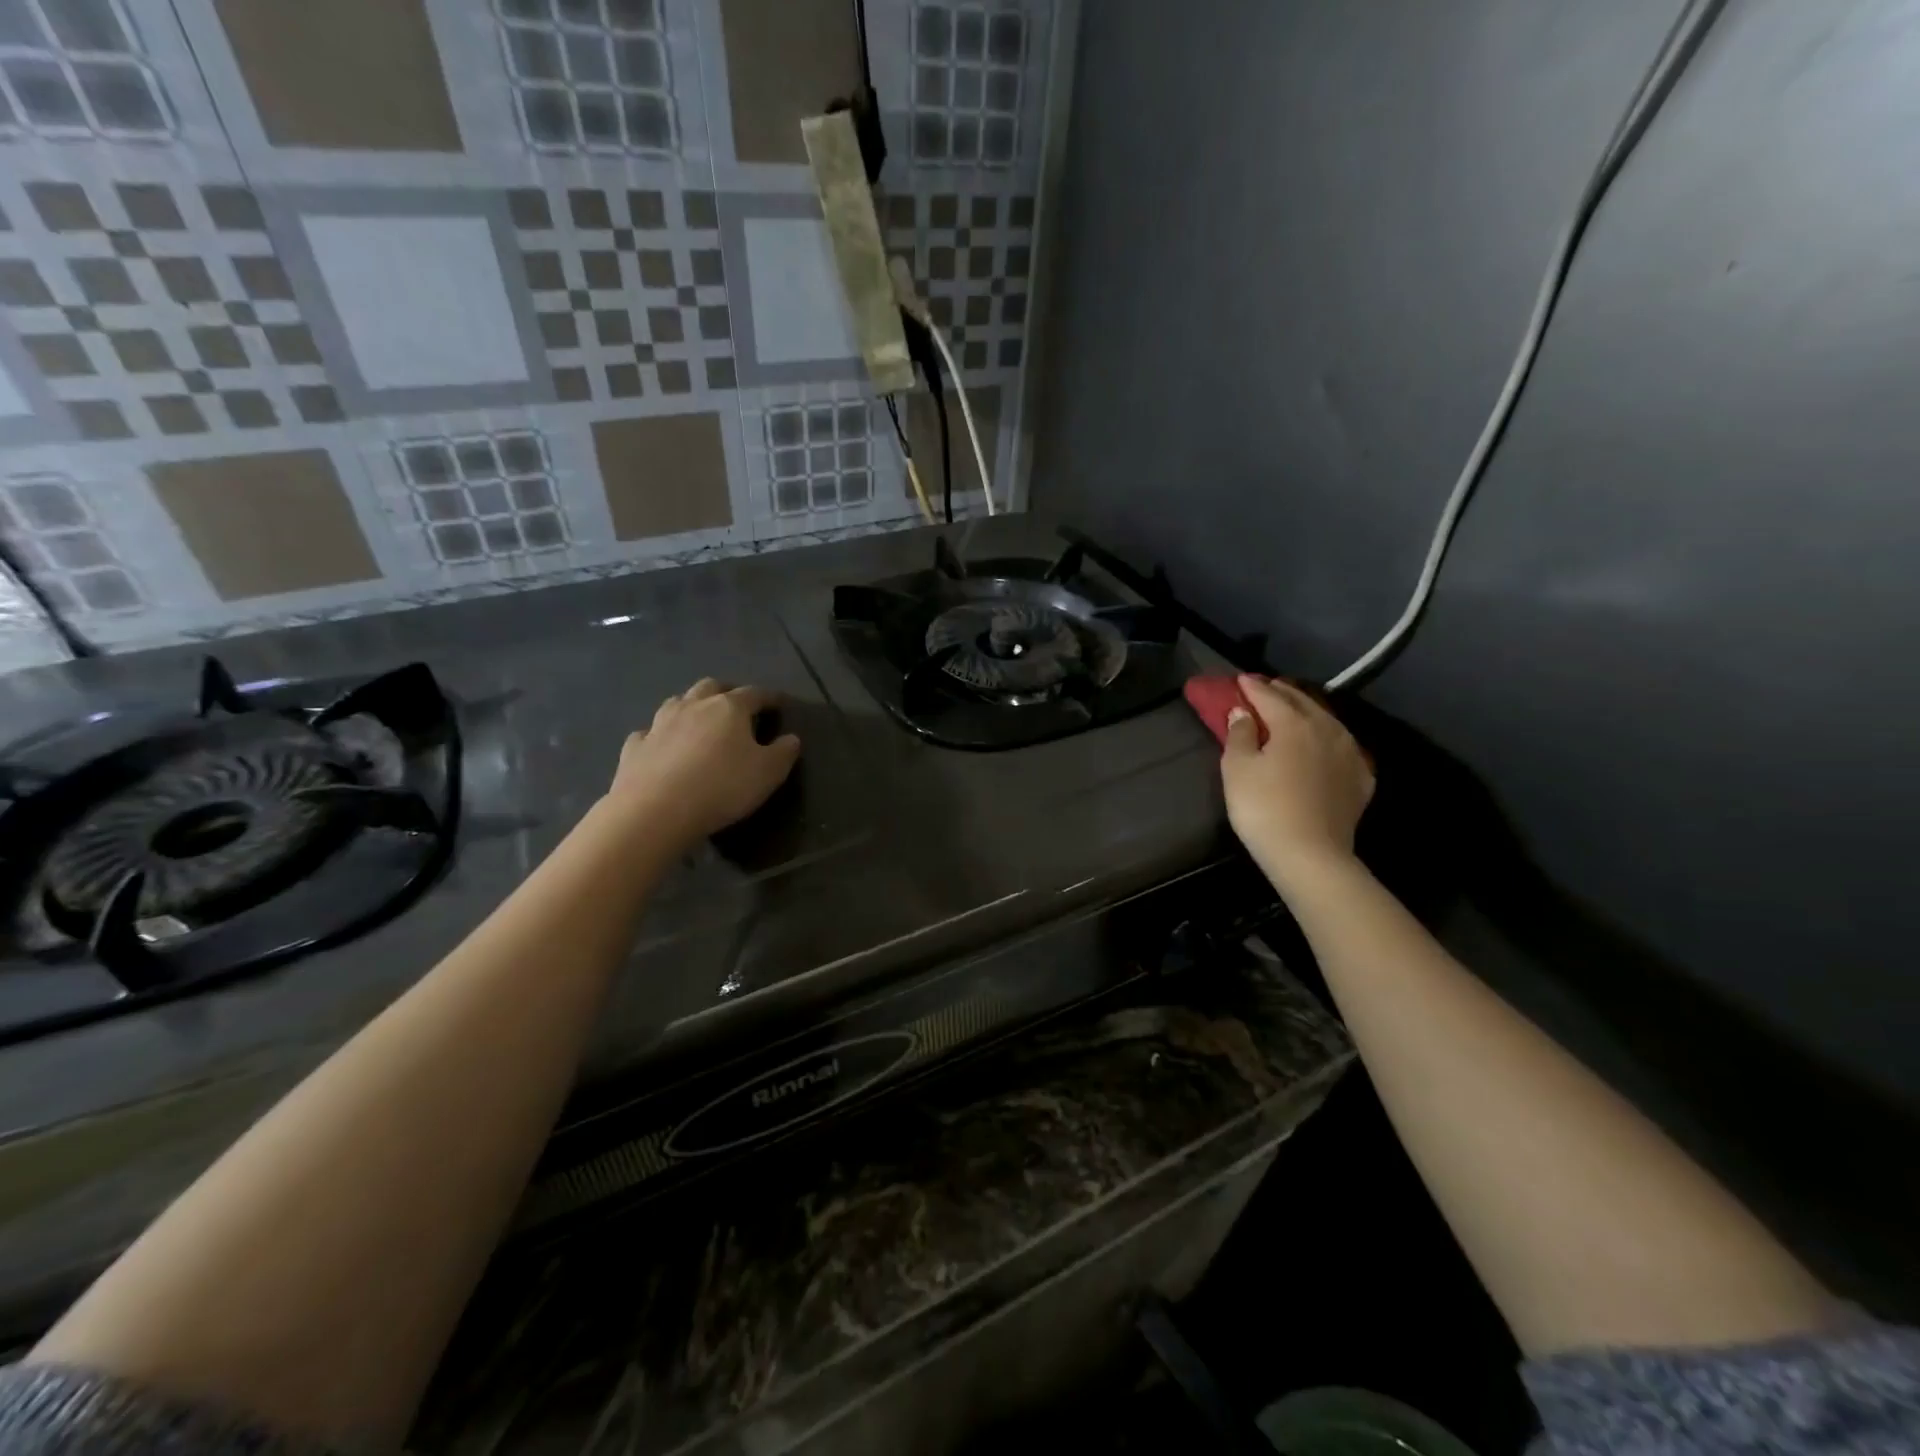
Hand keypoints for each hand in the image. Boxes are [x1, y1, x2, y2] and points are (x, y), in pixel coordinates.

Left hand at [606, 679, 800, 849]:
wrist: (655, 810)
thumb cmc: (722, 787)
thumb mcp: (768, 773)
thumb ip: (784, 752)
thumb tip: (791, 738)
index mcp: (729, 708)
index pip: (756, 693)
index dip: (771, 697)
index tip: (780, 704)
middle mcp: (693, 706)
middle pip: (711, 687)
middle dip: (727, 692)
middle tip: (737, 707)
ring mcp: (659, 724)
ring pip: (677, 702)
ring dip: (691, 706)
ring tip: (699, 721)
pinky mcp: (635, 746)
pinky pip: (649, 732)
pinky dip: (659, 735)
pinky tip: (662, 746)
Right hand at [1221, 675, 1373, 888]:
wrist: (1310, 854)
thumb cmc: (1263, 808)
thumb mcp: (1237, 768)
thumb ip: (1239, 734)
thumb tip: (1242, 712)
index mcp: (1294, 723)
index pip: (1270, 696)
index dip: (1252, 686)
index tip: (1240, 679)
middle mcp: (1327, 729)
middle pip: (1303, 702)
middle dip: (1282, 692)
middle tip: (1265, 687)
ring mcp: (1349, 754)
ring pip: (1327, 720)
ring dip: (1307, 710)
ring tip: (1293, 709)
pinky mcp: (1361, 778)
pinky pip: (1342, 746)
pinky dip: (1327, 737)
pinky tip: (1323, 743)